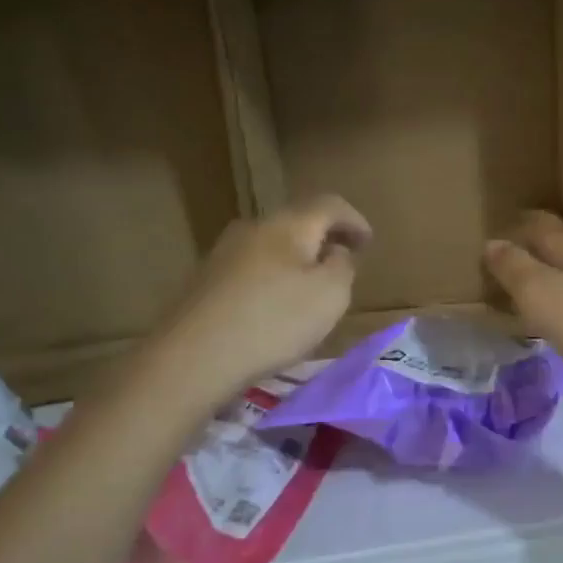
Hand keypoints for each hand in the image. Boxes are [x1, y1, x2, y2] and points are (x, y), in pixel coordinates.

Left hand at [162, 194, 370, 396]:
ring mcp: (224, 252)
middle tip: (343, 263)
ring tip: (311, 288)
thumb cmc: (274, 322)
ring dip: (297, 260)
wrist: (193, 357)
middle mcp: (253, 227)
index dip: (354, 220)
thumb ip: (343, 267)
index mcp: (288, 224)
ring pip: (272, 245)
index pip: (329, 205)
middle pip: (297, 222)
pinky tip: (275, 306)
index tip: (368, 243)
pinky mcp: (206, 280)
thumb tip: (335, 252)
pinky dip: (273, 278)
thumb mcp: (331, 296)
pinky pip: (252, 268)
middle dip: (324, 239)